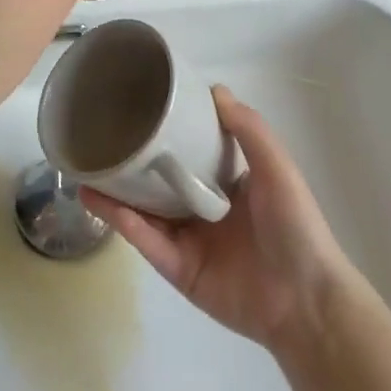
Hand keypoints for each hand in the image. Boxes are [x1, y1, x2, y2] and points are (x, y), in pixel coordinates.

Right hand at [82, 87, 354, 353]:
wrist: (305, 301)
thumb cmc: (295, 226)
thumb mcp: (277, 168)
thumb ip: (248, 130)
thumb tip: (214, 89)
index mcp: (228, 185)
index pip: (190, 153)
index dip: (167, 133)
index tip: (139, 109)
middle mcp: (204, 210)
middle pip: (159, 182)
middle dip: (132, 163)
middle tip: (100, 139)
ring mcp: (188, 241)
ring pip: (143, 211)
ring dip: (115, 192)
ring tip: (85, 169)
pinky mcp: (177, 270)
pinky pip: (146, 241)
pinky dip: (122, 221)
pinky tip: (98, 200)